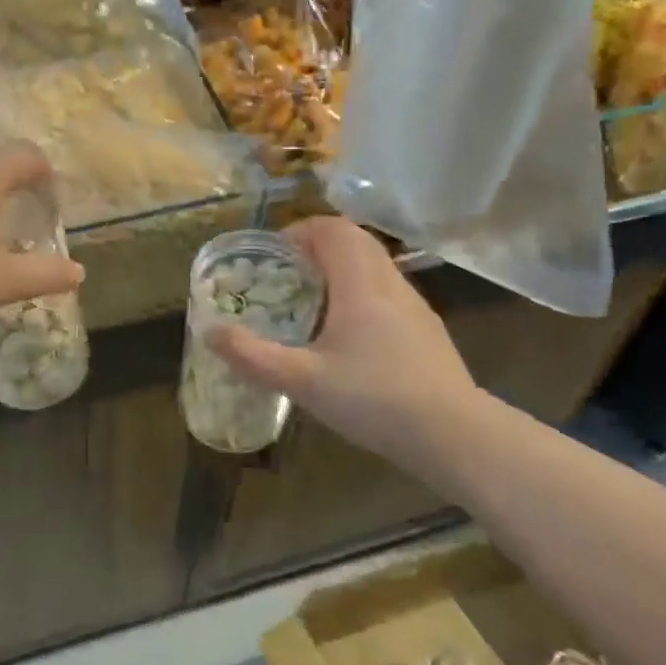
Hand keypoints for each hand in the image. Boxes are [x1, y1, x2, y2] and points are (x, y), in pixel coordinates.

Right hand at [207, 216, 477, 459]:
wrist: (454, 435)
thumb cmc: (375, 399)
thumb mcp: (303, 381)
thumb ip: (253, 356)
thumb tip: (210, 332)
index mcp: (361, 284)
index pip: (334, 229)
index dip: (301, 230)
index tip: (274, 255)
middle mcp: (390, 283)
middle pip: (355, 241)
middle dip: (317, 248)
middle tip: (286, 276)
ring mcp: (414, 306)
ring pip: (374, 266)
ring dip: (340, 270)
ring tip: (310, 304)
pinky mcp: (425, 330)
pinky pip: (387, 292)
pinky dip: (360, 294)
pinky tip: (346, 338)